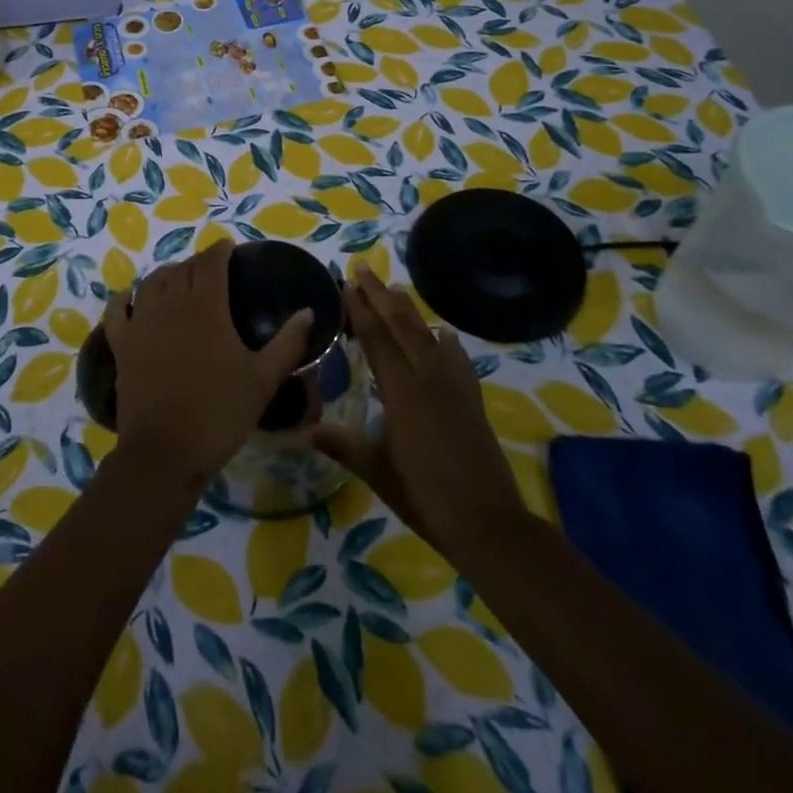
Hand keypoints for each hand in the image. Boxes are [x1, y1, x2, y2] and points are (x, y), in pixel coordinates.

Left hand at [103, 240, 312, 493]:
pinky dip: (125, 299)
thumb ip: (288, 342)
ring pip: (151, 283)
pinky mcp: (121, 344)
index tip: (230, 249)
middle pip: (182, 269)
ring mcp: (141, 322)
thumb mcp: (264, 379)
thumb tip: (308, 312)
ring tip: (178, 281)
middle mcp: (170, 303)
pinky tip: (130, 299)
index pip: (211, 262)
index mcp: (206, 305)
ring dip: (167, 275)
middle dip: (197, 263)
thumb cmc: (220, 412)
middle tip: (212, 271)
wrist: (166, 452)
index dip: (220, 251)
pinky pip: (118, 310)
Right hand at [312, 267, 525, 551]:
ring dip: (409, 311)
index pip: (377, 339)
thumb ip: (344, 445)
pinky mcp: (472, 399)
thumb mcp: (377, 471)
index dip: (361, 309)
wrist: (487, 522)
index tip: (348, 283)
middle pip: (402, 326)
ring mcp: (454, 386)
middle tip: (364, 269)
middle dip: (381, 295)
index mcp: (401, 391)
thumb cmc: (424, 496)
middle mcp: (428, 377)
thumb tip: (306, 429)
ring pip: (428, 335)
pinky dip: (446, 341)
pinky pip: (457, 357)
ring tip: (395, 290)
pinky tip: (443, 334)